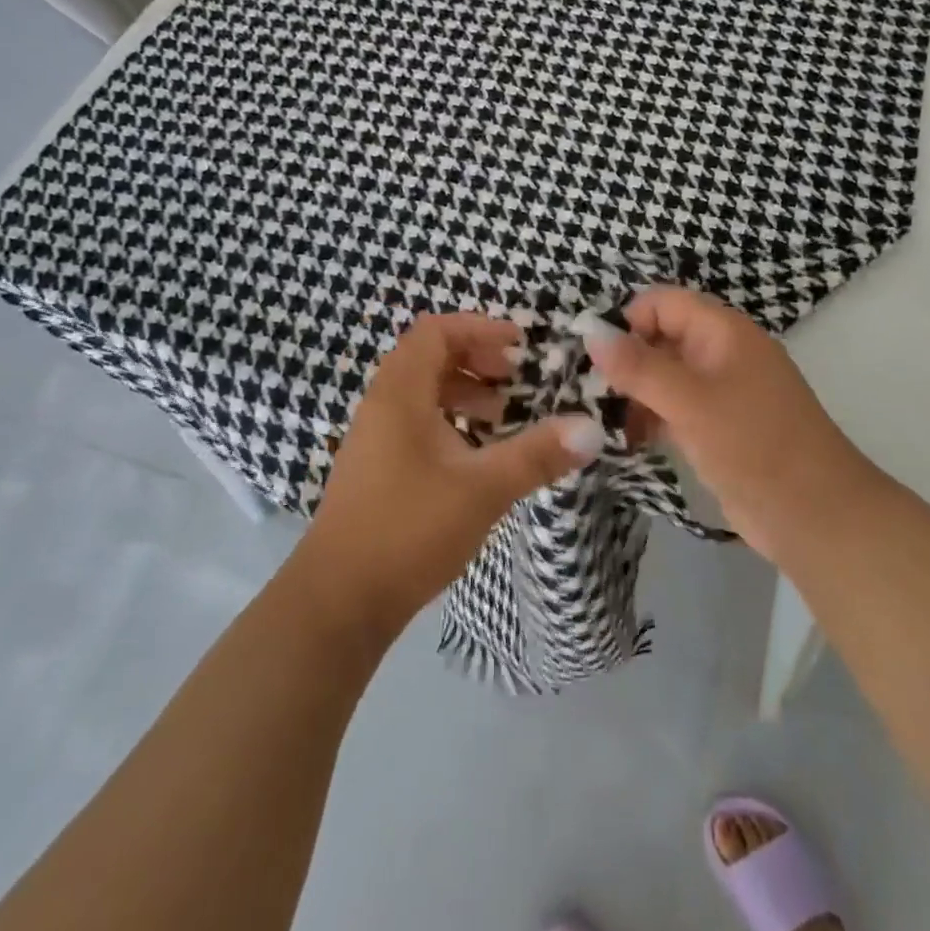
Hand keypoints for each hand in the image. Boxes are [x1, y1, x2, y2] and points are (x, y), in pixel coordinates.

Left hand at [303, 312, 603, 639]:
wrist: (338, 602)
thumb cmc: (409, 529)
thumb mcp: (483, 488)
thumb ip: (537, 455)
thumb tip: (592, 429)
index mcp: (400, 394)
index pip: (435, 331)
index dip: (479, 328)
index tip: (520, 345)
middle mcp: (382, 405)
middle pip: (429, 357)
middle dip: (477, 359)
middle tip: (516, 379)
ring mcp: (374, 438)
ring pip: (422, 392)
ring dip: (465, 392)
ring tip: (503, 416)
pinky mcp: (375, 468)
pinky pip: (415, 422)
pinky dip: (449, 421)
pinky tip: (476, 454)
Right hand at [582, 288, 870, 562]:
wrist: (816, 516)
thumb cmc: (754, 445)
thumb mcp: (690, 401)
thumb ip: (638, 366)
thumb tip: (590, 332)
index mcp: (723, 331)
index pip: (663, 303)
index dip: (627, 321)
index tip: (593, 357)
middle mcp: (721, 353)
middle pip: (661, 338)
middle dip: (624, 360)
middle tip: (587, 392)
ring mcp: (721, 393)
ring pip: (664, 376)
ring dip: (633, 393)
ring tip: (600, 420)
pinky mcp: (718, 428)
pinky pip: (674, 409)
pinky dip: (649, 418)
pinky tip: (625, 439)